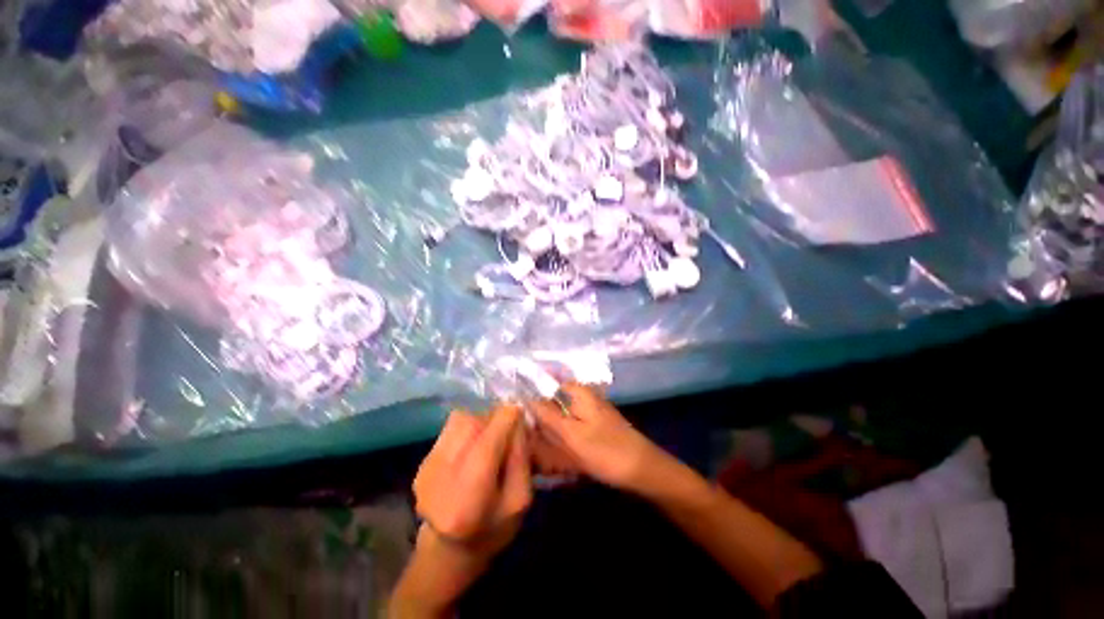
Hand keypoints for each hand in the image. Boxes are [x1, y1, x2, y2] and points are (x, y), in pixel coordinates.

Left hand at [414, 404, 530, 554]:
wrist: (447, 551)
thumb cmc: (492, 530)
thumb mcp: (520, 500)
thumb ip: (520, 458)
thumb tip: (517, 420)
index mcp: (471, 498)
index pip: (488, 443)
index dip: (506, 418)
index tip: (519, 411)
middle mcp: (442, 478)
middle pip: (473, 423)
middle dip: (494, 418)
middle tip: (506, 429)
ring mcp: (426, 468)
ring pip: (461, 420)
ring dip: (481, 420)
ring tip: (490, 437)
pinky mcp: (422, 461)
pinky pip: (451, 428)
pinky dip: (468, 428)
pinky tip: (473, 446)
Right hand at [530, 383, 667, 491]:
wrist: (642, 469)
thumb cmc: (605, 449)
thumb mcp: (571, 433)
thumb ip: (548, 415)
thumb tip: (526, 398)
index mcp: (579, 392)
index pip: (547, 385)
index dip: (531, 398)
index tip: (518, 417)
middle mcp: (583, 397)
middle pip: (552, 402)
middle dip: (540, 420)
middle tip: (529, 440)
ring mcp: (589, 412)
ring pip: (560, 417)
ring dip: (550, 433)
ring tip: (539, 450)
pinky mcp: (593, 427)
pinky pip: (570, 429)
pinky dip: (562, 439)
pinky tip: (556, 456)